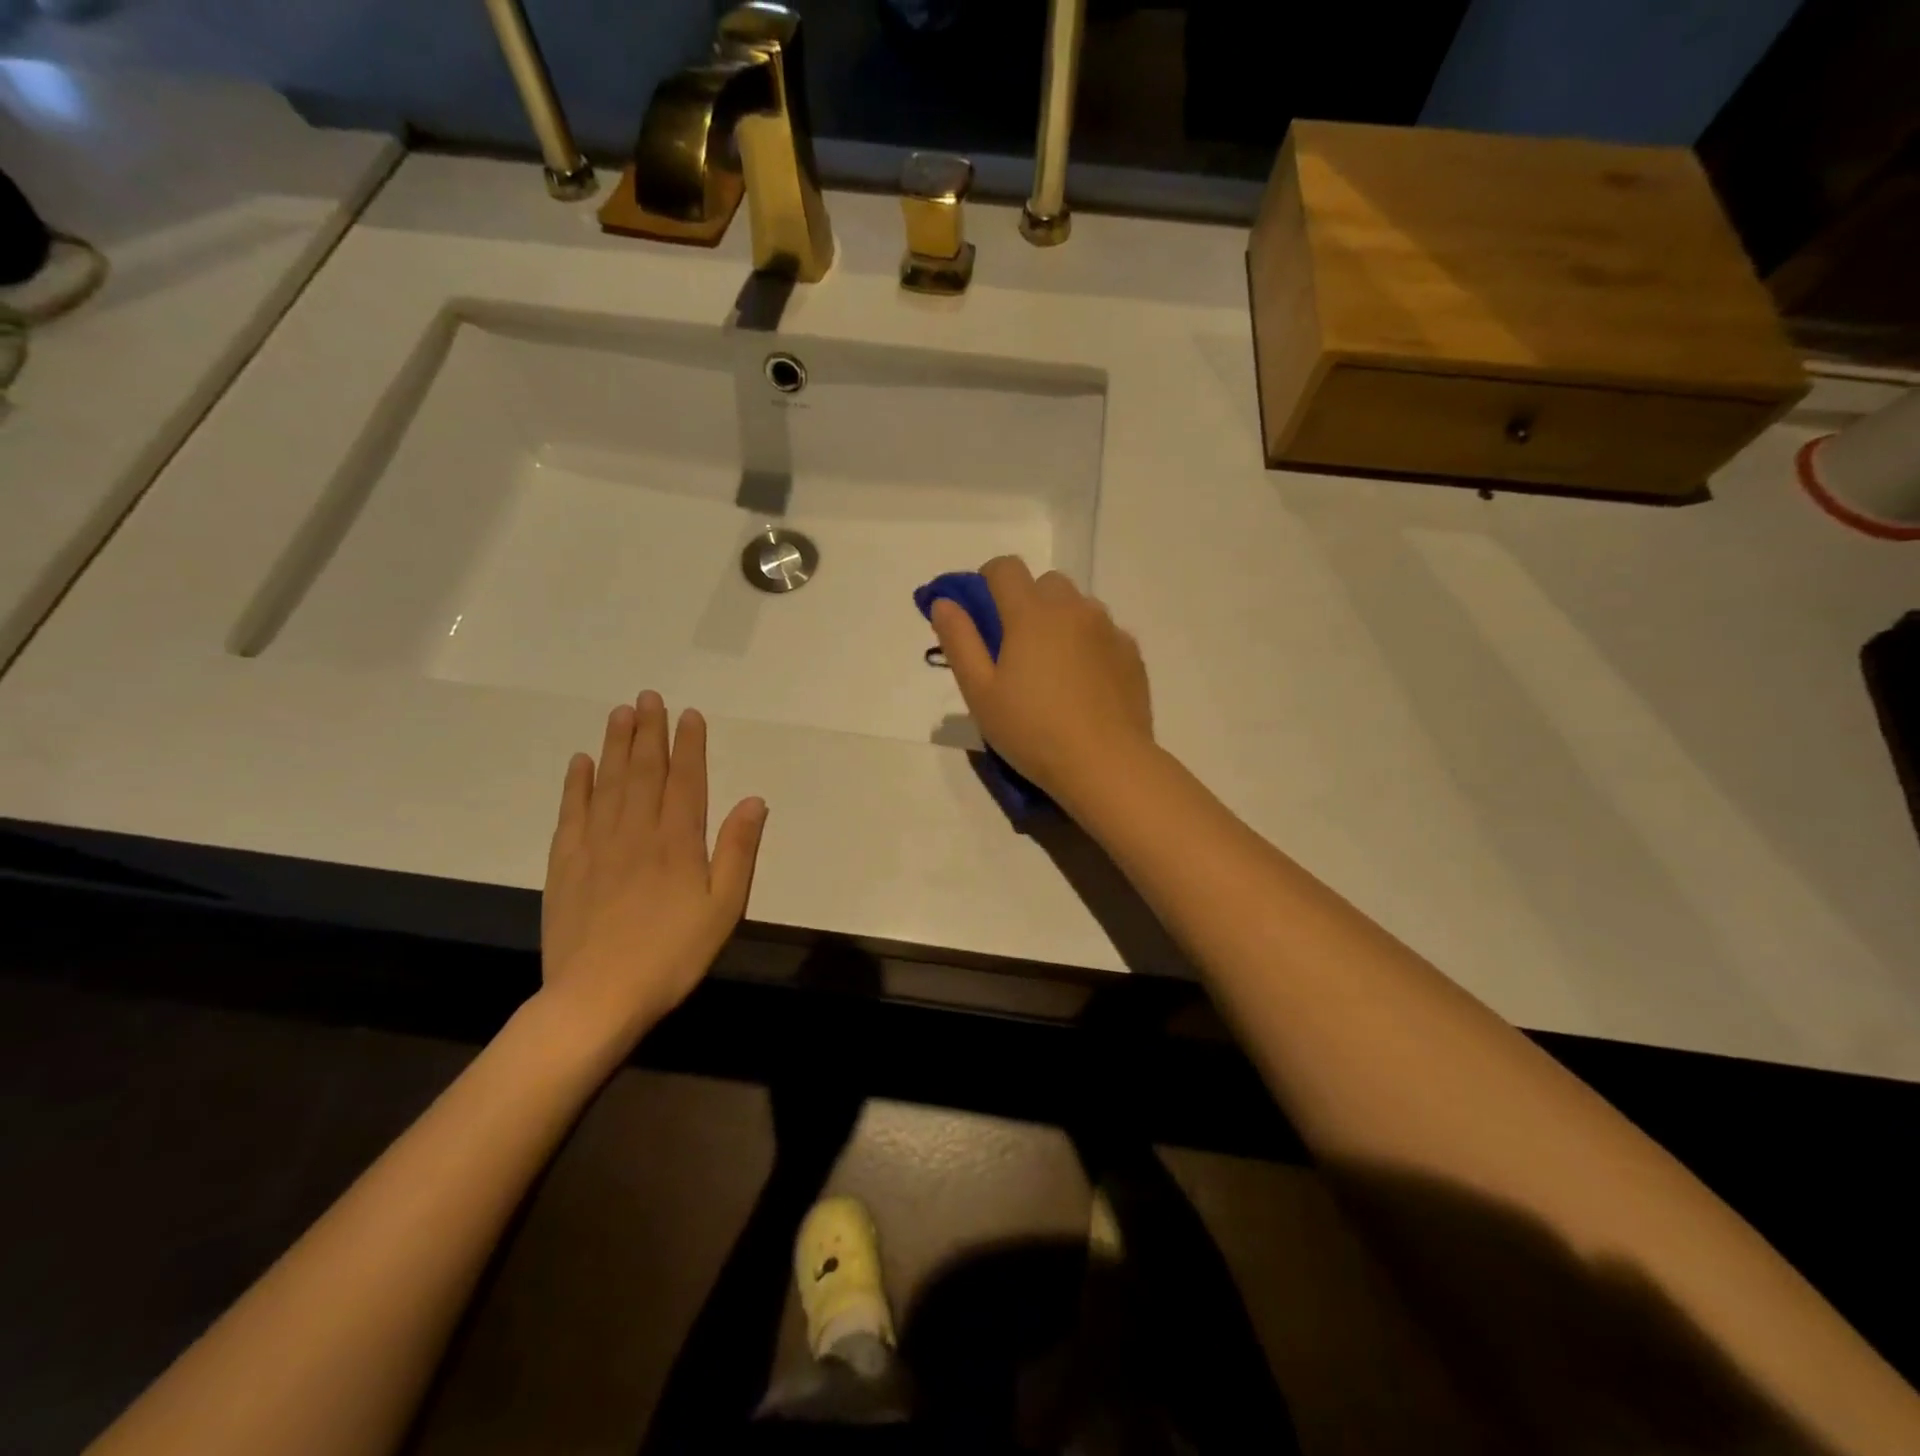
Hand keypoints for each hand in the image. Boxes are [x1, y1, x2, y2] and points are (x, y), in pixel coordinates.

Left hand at [540, 691, 766, 1051]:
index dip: (688, 745)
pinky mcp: (565, 864)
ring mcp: (596, 845)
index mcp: (678, 842)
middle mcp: (636, 831)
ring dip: (615, 745)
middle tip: (649, 697)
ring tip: (619, 713)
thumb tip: (753, 800)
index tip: (689, 714)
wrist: (596, 998)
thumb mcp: (723, 909)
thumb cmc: (672, 955)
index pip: (685, 780)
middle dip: (649, 732)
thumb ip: (738, 852)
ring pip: (608, 782)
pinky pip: (572, 812)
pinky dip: (577, 783)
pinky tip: (580, 762)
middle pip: (643, 771)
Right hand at [930, 556, 1153, 804]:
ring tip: (1054, 669)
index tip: (982, 613)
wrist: (1105, 764)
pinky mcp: (1131, 653)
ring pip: (1078, 606)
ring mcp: (1108, 629)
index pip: (1005, 568)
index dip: (987, 581)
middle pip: (1046, 583)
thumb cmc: (1032, 730)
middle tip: (1017, 649)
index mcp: (1031, 613)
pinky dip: (1088, 645)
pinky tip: (1084, 685)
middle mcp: (1073, 609)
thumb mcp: (980, 693)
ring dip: (1060, 622)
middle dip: (1027, 602)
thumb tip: (945, 603)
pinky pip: (1104, 633)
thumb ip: (959, 641)